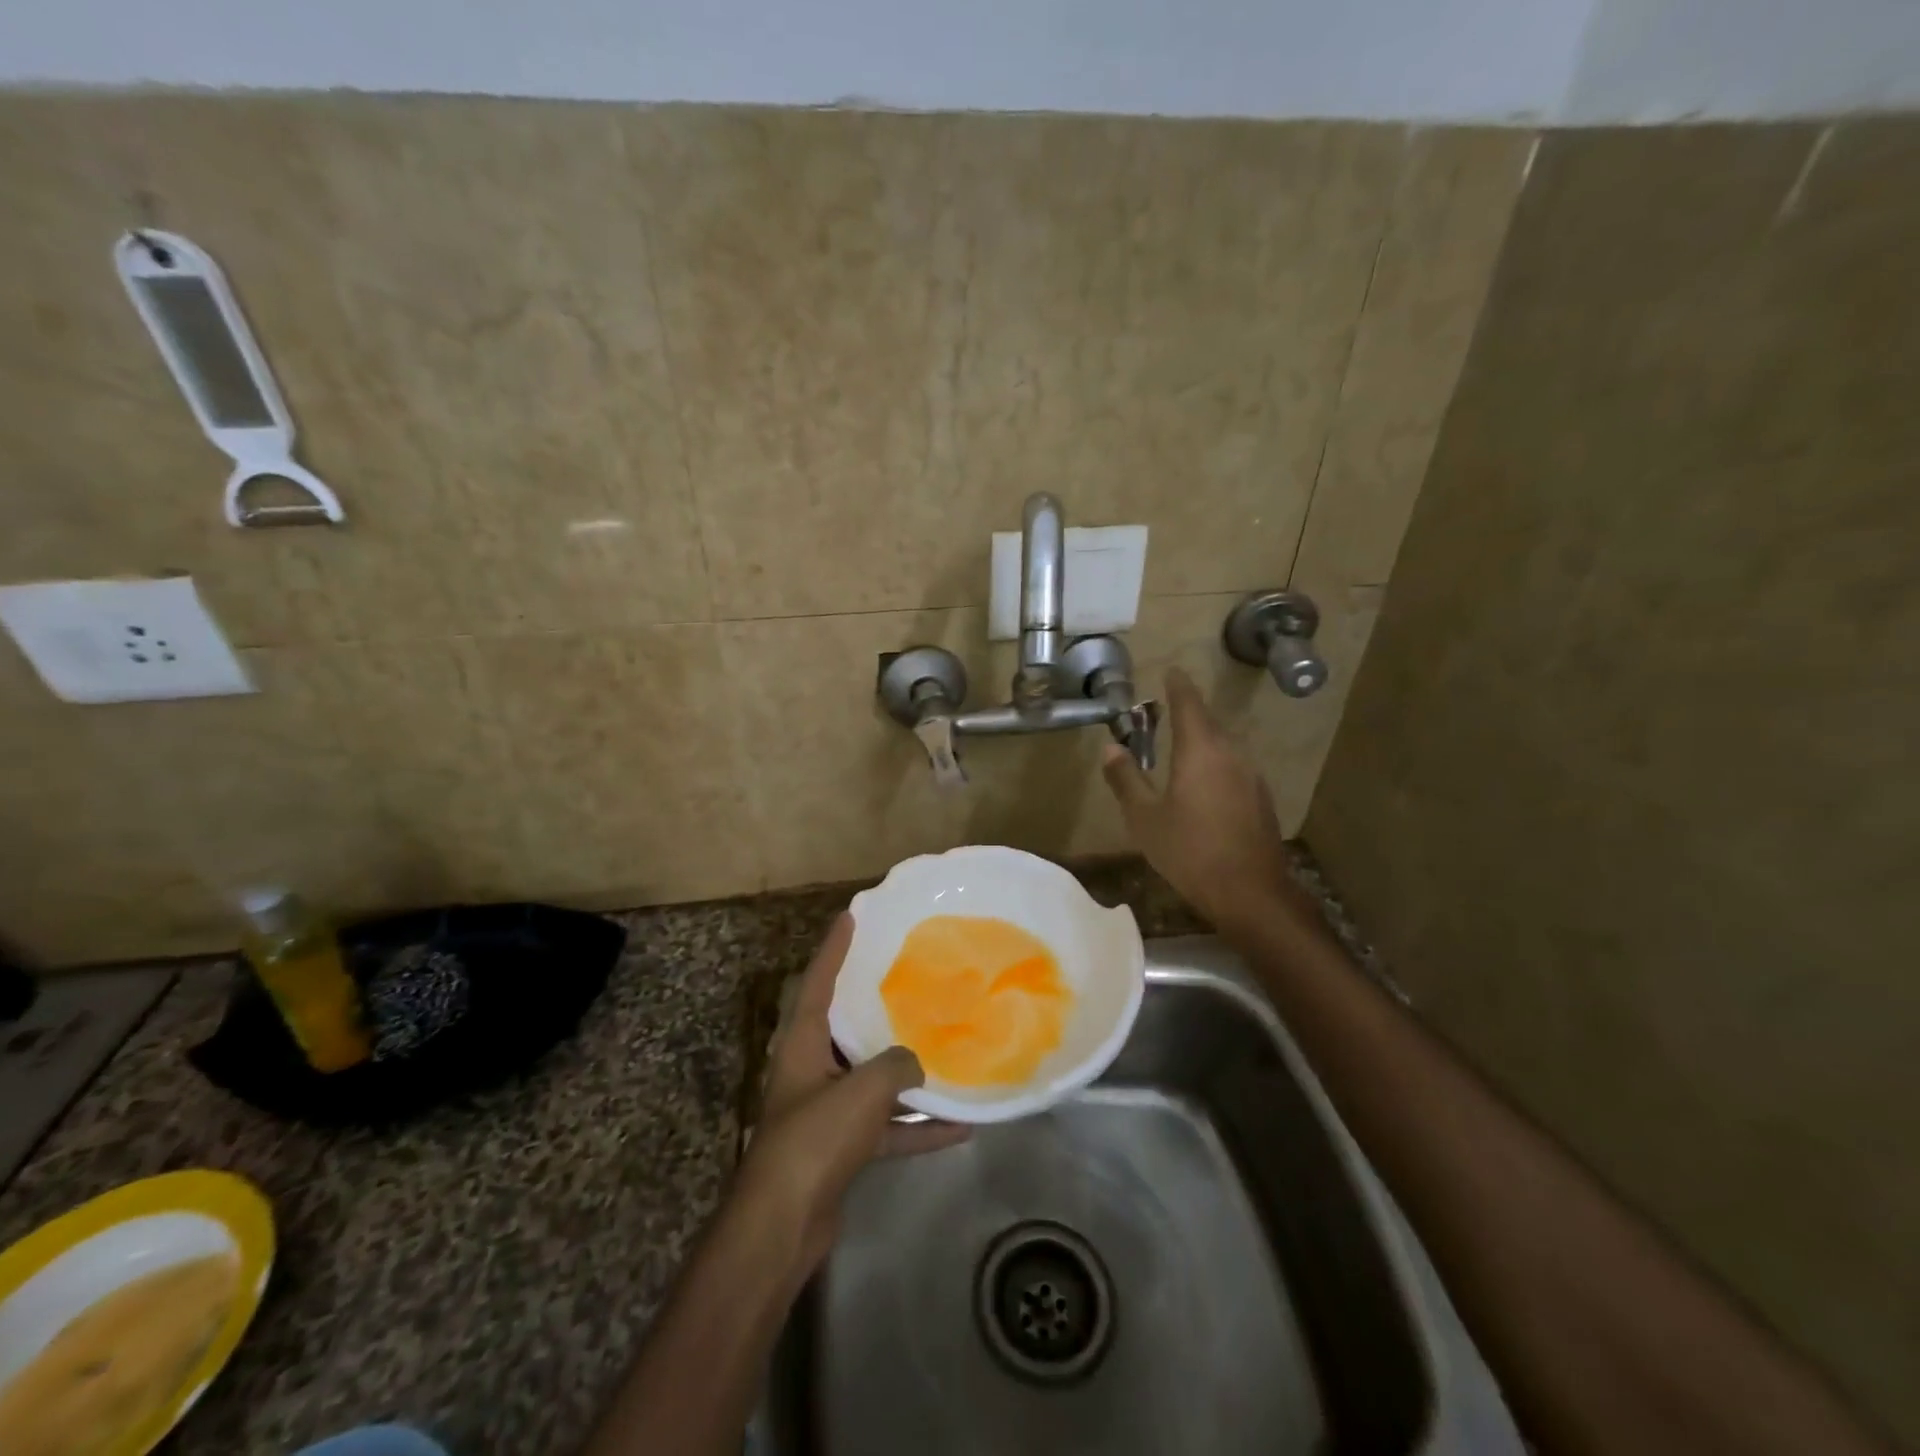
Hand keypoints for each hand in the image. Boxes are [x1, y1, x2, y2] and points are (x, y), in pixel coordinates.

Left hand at [734, 914, 968, 1273]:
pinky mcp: (842, 1149)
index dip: (834, 947)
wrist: (783, 1226)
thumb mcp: (863, 1090)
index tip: (851, 916)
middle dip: (873, 1003)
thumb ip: (897, 1066)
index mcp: (802, 1044)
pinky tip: (960, 1127)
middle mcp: (811, 1070)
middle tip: (906, 977)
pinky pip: (886, 1127)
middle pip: (845, 1027)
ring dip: (906, 1073)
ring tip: (945, 1049)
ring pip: (871, 1080)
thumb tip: (916, 1065)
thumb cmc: (815, 1140)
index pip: (818, 981)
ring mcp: (826, 1112)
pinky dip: (917, 1127)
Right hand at [1101, 667, 1304, 929]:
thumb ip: (1126, 779)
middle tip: (1164, 712)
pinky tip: (1201, 785)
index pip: (1188, 703)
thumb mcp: (1145, 818)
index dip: (1178, 685)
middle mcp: (1231, 754)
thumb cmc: (1189, 851)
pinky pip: (1232, 767)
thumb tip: (1111, 748)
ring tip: (1179, 748)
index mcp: (1201, 750)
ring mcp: (1250, 776)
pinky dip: (1214, 764)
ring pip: (1222, 745)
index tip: (1170, 671)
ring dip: (1201, 740)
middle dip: (1186, 713)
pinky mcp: (1260, 798)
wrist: (1250, 893)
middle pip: (1208, 722)